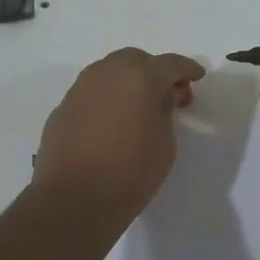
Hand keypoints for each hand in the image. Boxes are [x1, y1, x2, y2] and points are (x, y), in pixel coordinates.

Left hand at [33, 48, 205, 224]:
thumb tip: (161, 96)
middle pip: (136, 60)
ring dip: (127, 82)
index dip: (187, 68)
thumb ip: (166, 111)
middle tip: (166, 94)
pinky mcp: (63, 107)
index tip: (197, 76)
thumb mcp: (165, 143)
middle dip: (153, 71)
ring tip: (137, 107)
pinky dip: (106, 98)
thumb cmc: (131, 172)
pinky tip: (111, 122)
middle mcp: (108, 73)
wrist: (74, 199)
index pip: (170, 63)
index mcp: (140, 78)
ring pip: (109, 72)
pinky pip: (92, 92)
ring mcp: (81, 88)